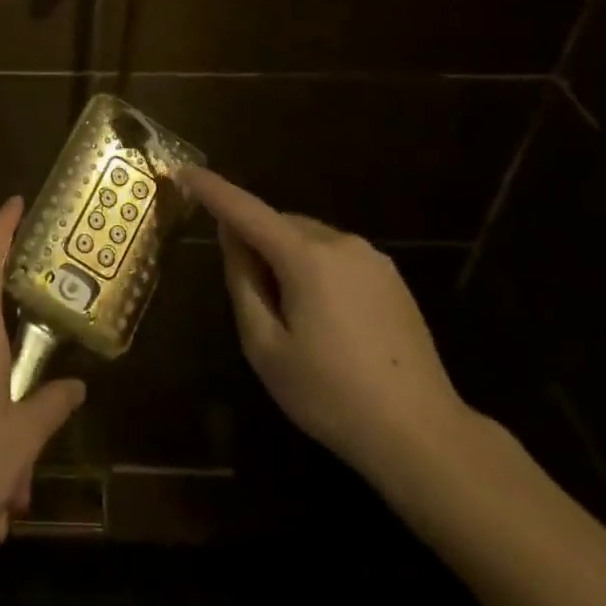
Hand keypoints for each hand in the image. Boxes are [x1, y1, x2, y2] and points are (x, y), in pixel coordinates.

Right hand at [179, 168, 474, 490]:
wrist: (423, 434)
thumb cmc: (331, 395)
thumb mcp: (266, 347)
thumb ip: (243, 283)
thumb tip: (232, 237)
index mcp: (306, 258)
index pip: (246, 210)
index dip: (212, 189)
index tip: (183, 171)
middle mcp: (341, 243)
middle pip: (279, 224)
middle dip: (255, 241)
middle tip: (249, 294)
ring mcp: (372, 258)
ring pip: (308, 239)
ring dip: (285, 256)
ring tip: (290, 316)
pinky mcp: (391, 278)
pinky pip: (336, 256)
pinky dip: (314, 268)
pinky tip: (325, 320)